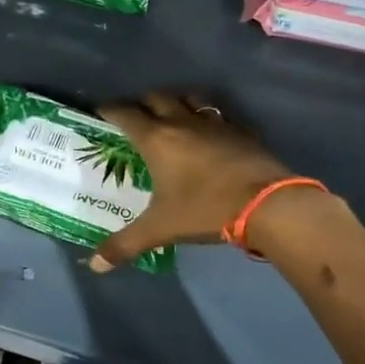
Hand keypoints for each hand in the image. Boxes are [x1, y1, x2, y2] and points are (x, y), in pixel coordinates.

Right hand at [90, 92, 299, 269]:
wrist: (268, 204)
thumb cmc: (205, 210)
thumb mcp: (161, 229)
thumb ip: (125, 245)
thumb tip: (96, 265)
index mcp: (156, 140)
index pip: (125, 114)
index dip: (109, 109)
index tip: (100, 110)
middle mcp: (182, 123)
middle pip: (157, 98)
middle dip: (142, 103)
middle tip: (136, 117)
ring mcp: (214, 123)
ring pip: (190, 98)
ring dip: (176, 101)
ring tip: (172, 114)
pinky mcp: (241, 130)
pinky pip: (218, 114)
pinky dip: (207, 116)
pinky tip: (210, 131)